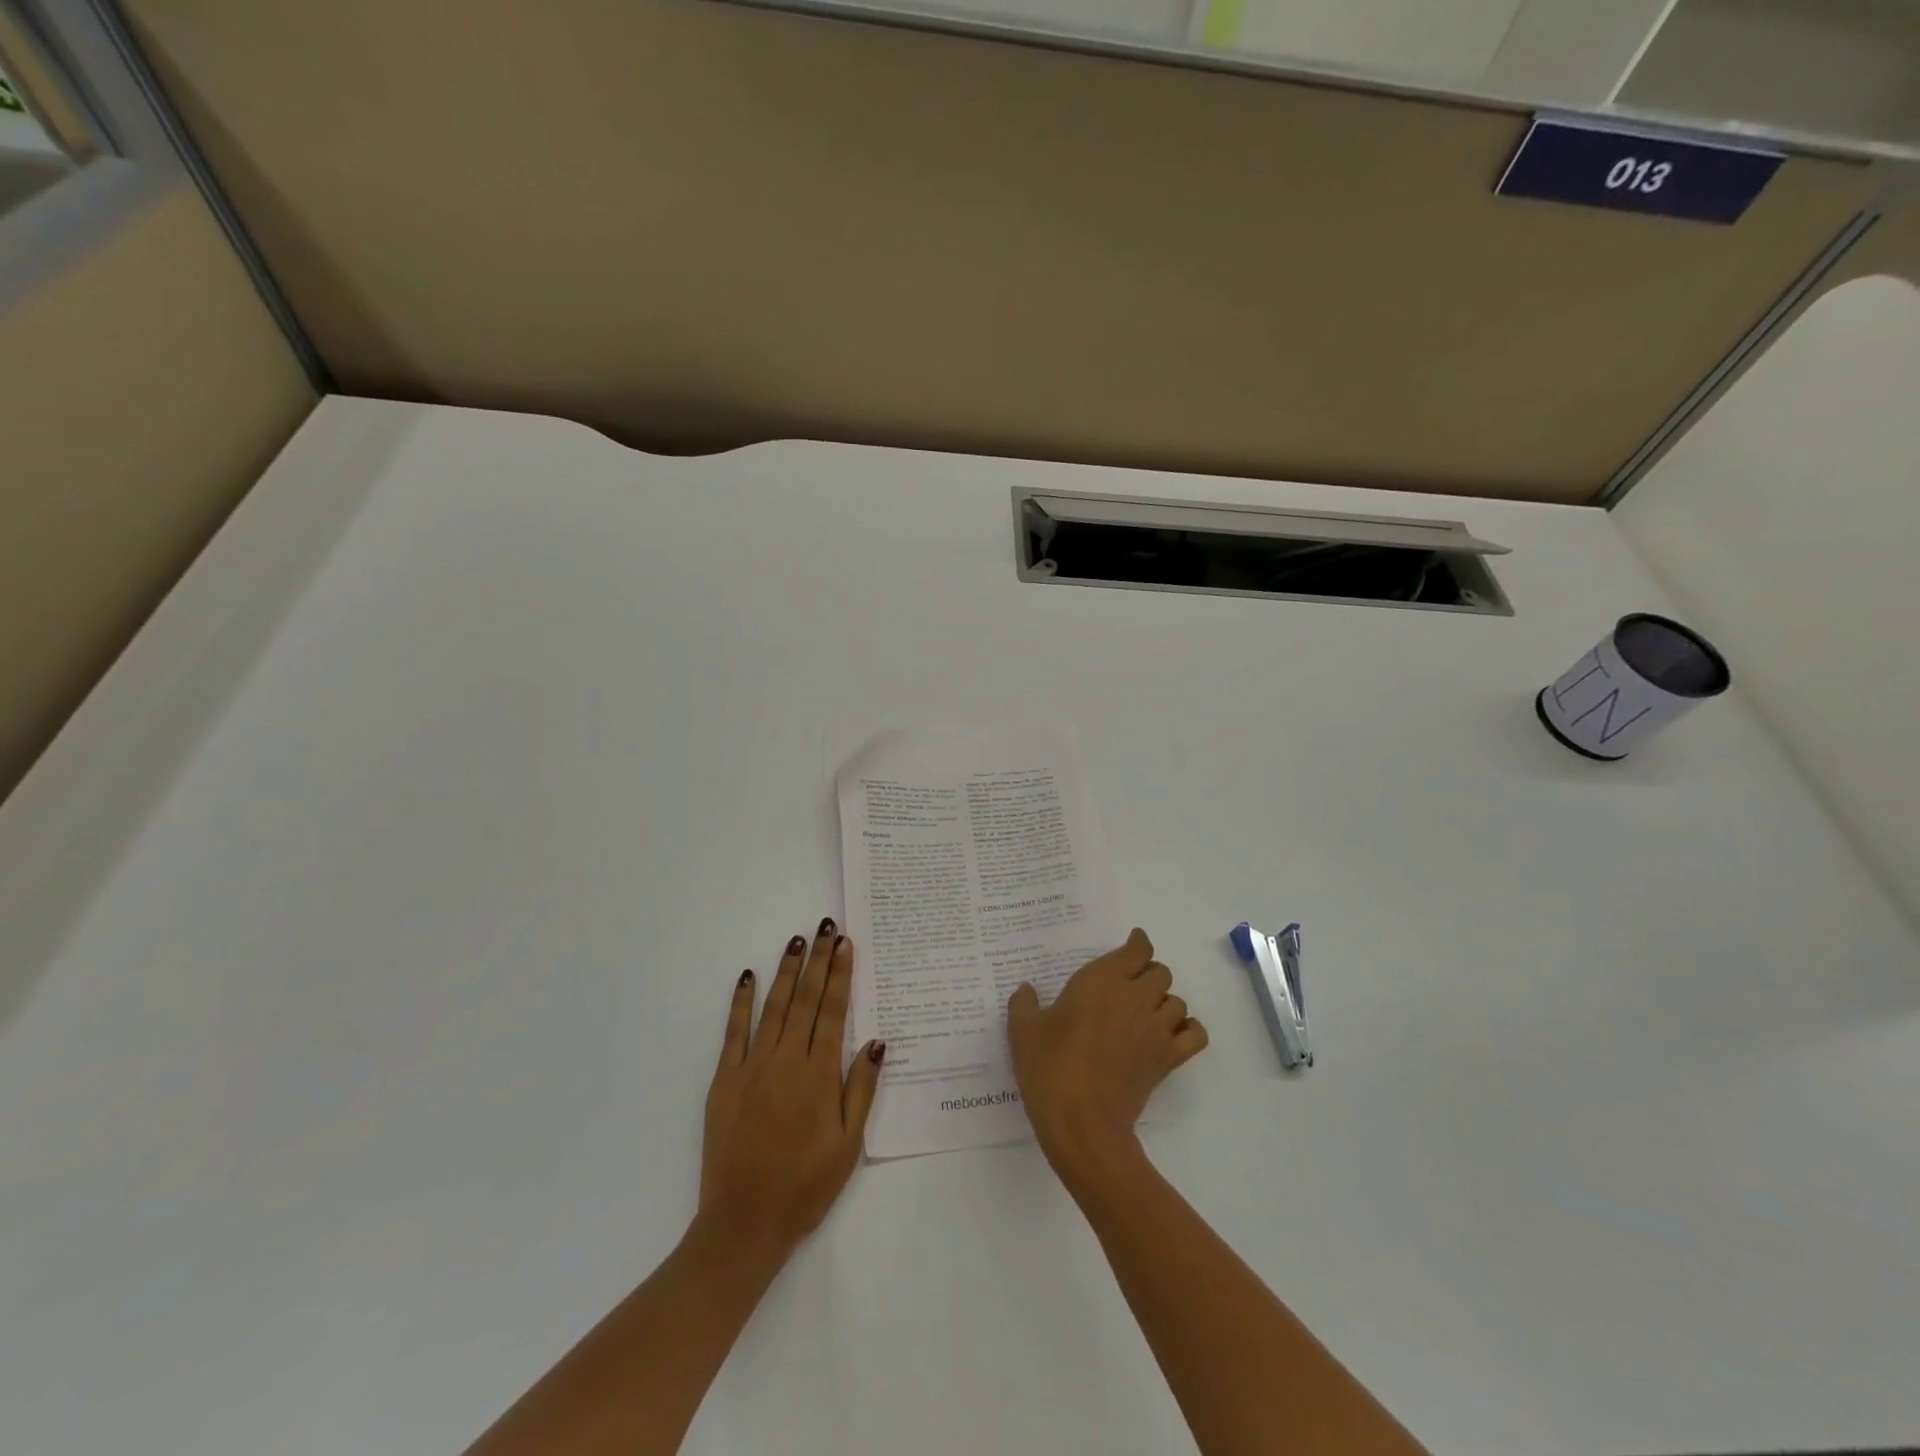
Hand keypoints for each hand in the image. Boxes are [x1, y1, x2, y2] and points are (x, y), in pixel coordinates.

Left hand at [696, 917, 883, 1258]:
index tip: (845, 944)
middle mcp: (787, 1060)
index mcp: (819, 1075)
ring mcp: (753, 1067)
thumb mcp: (849, 1144)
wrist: (745, 1222)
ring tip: (797, 941)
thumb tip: (876, 1040)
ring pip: (774, 1007)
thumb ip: (861, 1088)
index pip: (833, 1011)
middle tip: (825, 927)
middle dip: (818, 960)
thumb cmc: (806, 1185)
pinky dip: (741, 1002)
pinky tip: (748, 977)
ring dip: (787, 971)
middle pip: (807, 1000)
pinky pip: (734, 1032)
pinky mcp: (725, 1080)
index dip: (841, 974)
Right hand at [1007, 928, 1207, 1175]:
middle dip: (1148, 973)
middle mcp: (1135, 997)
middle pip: (1161, 972)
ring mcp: (1155, 1029)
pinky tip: (1170, 1034)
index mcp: (1102, 981)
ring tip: (1145, 1012)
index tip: (1132, 944)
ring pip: (1177, 1001)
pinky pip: (1195, 1035)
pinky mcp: (1167, 1060)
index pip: (1137, 950)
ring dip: (1164, 1001)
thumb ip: (1024, 1004)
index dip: (1137, 943)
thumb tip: (1026, 990)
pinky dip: (1188, 1029)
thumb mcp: (1023, 1031)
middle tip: (1130, 985)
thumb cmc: (1049, 1068)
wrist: (1081, 1121)